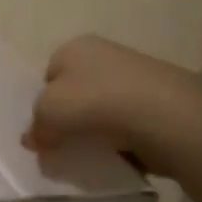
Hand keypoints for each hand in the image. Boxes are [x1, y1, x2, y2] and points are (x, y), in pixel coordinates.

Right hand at [23, 35, 201, 179]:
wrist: (167, 117)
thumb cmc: (94, 103)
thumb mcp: (46, 114)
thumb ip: (35, 128)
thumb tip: (34, 140)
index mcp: (74, 47)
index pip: (48, 76)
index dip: (42, 105)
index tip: (45, 130)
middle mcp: (105, 54)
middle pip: (76, 92)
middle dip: (69, 119)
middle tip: (64, 145)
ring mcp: (137, 76)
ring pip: (102, 109)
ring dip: (96, 131)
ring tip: (94, 153)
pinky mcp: (161, 101)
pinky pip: (129, 123)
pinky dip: (123, 139)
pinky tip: (120, 154)